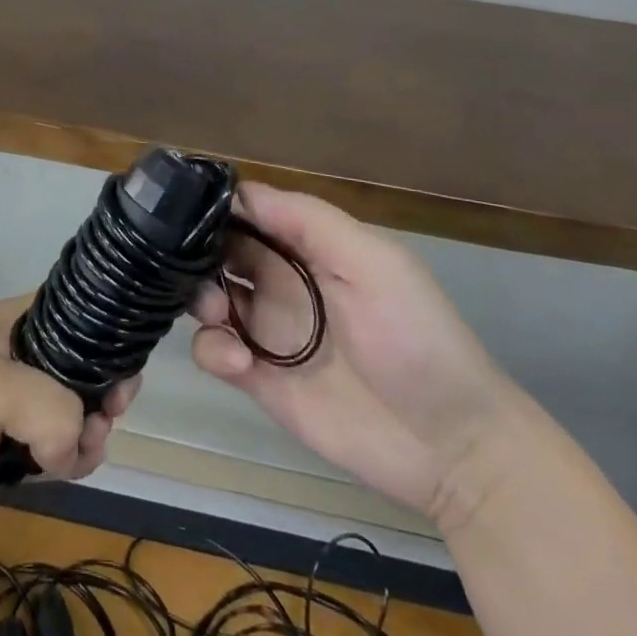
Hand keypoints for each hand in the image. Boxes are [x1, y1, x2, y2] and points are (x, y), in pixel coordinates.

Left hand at [0, 297, 138, 561]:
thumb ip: (50, 407)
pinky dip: (72, 460)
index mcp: (9, 324)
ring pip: (75, 413)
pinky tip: (67, 467)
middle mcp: (16, 361)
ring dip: (90, 430)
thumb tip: (76, 445)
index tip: (125, 358)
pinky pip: (58, 453)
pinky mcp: (9, 459)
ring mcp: (12, 412)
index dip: (102, 330)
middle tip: (111, 409)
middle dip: (103, 386)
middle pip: (80, 365)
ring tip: (85, 445)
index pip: (71, 311)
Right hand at [191, 183, 515, 529]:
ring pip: (206, 297)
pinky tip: (239, 361)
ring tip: (219, 312)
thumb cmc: (414, 335)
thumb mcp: (372, 261)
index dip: (217, 207)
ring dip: (199, 297)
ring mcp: (266, 329)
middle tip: (194, 266)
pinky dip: (212, 349)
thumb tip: (239, 191)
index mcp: (306, 245)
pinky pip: (213, 353)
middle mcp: (280, 279)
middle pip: (218, 250)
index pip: (248, 210)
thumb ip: (307, 221)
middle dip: (197, 252)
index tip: (185, 208)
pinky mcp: (258, 379)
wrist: (452, 444)